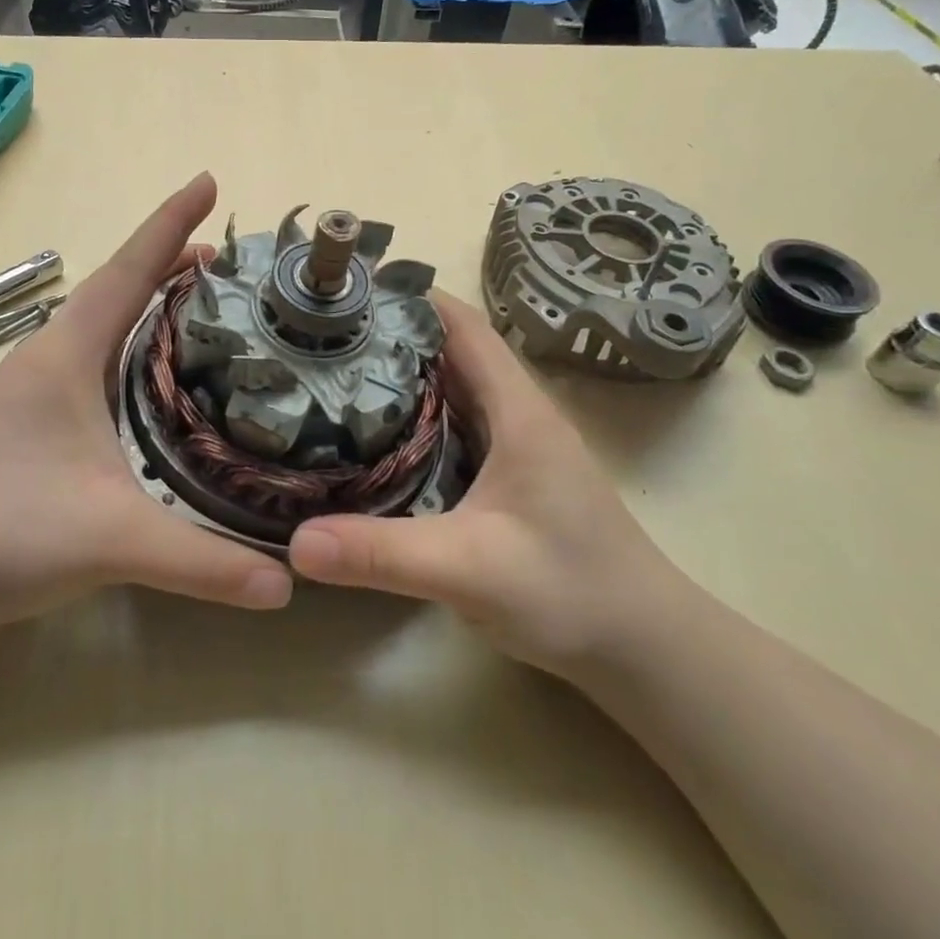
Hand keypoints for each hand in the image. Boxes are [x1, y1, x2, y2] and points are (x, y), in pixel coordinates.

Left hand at [0, 173, 292, 637]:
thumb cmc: (4, 533)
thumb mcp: (113, 539)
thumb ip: (203, 562)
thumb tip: (287, 583)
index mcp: (66, 355)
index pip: (128, 272)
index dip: (170, 224)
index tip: (207, 181)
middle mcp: (51, 358)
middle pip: (118, 289)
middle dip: (170, 263)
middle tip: (230, 260)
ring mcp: (38, 389)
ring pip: (104, 325)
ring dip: (150, 303)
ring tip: (203, 302)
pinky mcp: (36, 420)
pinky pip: (96, 358)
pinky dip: (133, 345)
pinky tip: (154, 374)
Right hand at [287, 294, 677, 681]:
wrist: (644, 647)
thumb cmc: (570, 592)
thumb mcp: (468, 570)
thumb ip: (383, 553)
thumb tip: (295, 542)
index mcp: (518, 409)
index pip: (463, 325)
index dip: (410, 297)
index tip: (347, 290)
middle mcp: (518, 413)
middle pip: (451, 349)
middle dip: (391, 333)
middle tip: (321, 333)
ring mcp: (517, 444)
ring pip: (452, 387)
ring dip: (401, 374)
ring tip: (334, 372)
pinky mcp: (510, 475)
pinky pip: (454, 425)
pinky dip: (414, 415)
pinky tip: (375, 434)